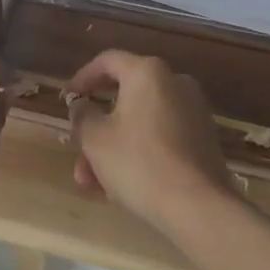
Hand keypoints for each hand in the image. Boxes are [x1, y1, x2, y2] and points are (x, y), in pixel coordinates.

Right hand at [66, 50, 233, 231]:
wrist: (199, 207)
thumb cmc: (139, 163)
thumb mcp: (95, 139)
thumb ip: (82, 115)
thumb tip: (82, 105)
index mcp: (148, 73)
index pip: (107, 61)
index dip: (82, 79)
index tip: (66, 101)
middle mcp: (175, 83)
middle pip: (123, 99)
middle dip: (95, 130)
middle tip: (78, 155)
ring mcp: (193, 112)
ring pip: (139, 124)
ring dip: (112, 149)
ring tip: (93, 185)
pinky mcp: (203, 140)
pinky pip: (160, 138)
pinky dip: (137, 154)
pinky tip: (120, 188)